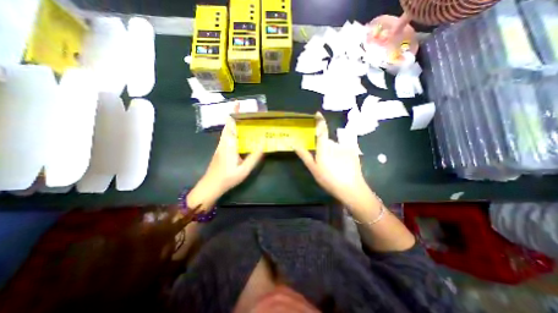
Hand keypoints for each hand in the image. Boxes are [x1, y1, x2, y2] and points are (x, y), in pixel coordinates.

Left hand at [189, 118, 263, 212]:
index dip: (234, 113)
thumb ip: (254, 158)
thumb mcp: (244, 170)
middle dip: (235, 115)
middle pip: (228, 125)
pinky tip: (241, 135)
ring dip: (234, 122)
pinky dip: (233, 131)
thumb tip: (263, 145)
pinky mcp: (221, 150)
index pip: (231, 125)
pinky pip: (227, 136)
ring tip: (246, 121)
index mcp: (229, 145)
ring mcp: (221, 146)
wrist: (211, 186)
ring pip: (227, 130)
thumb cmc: (227, 178)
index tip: (238, 103)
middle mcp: (223, 142)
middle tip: (247, 111)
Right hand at [293, 112, 371, 207]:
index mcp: (324, 147)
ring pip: (336, 145)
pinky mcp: (354, 151)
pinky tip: (343, 163)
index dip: (320, 120)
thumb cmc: (328, 179)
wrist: (350, 188)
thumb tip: (294, 144)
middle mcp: (335, 143)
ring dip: (333, 151)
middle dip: (325, 147)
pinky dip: (342, 152)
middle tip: (325, 161)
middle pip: (328, 141)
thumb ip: (304, 155)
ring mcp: (346, 147)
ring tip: (334, 165)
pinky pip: (345, 147)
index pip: (322, 130)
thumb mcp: (313, 168)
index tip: (318, 114)